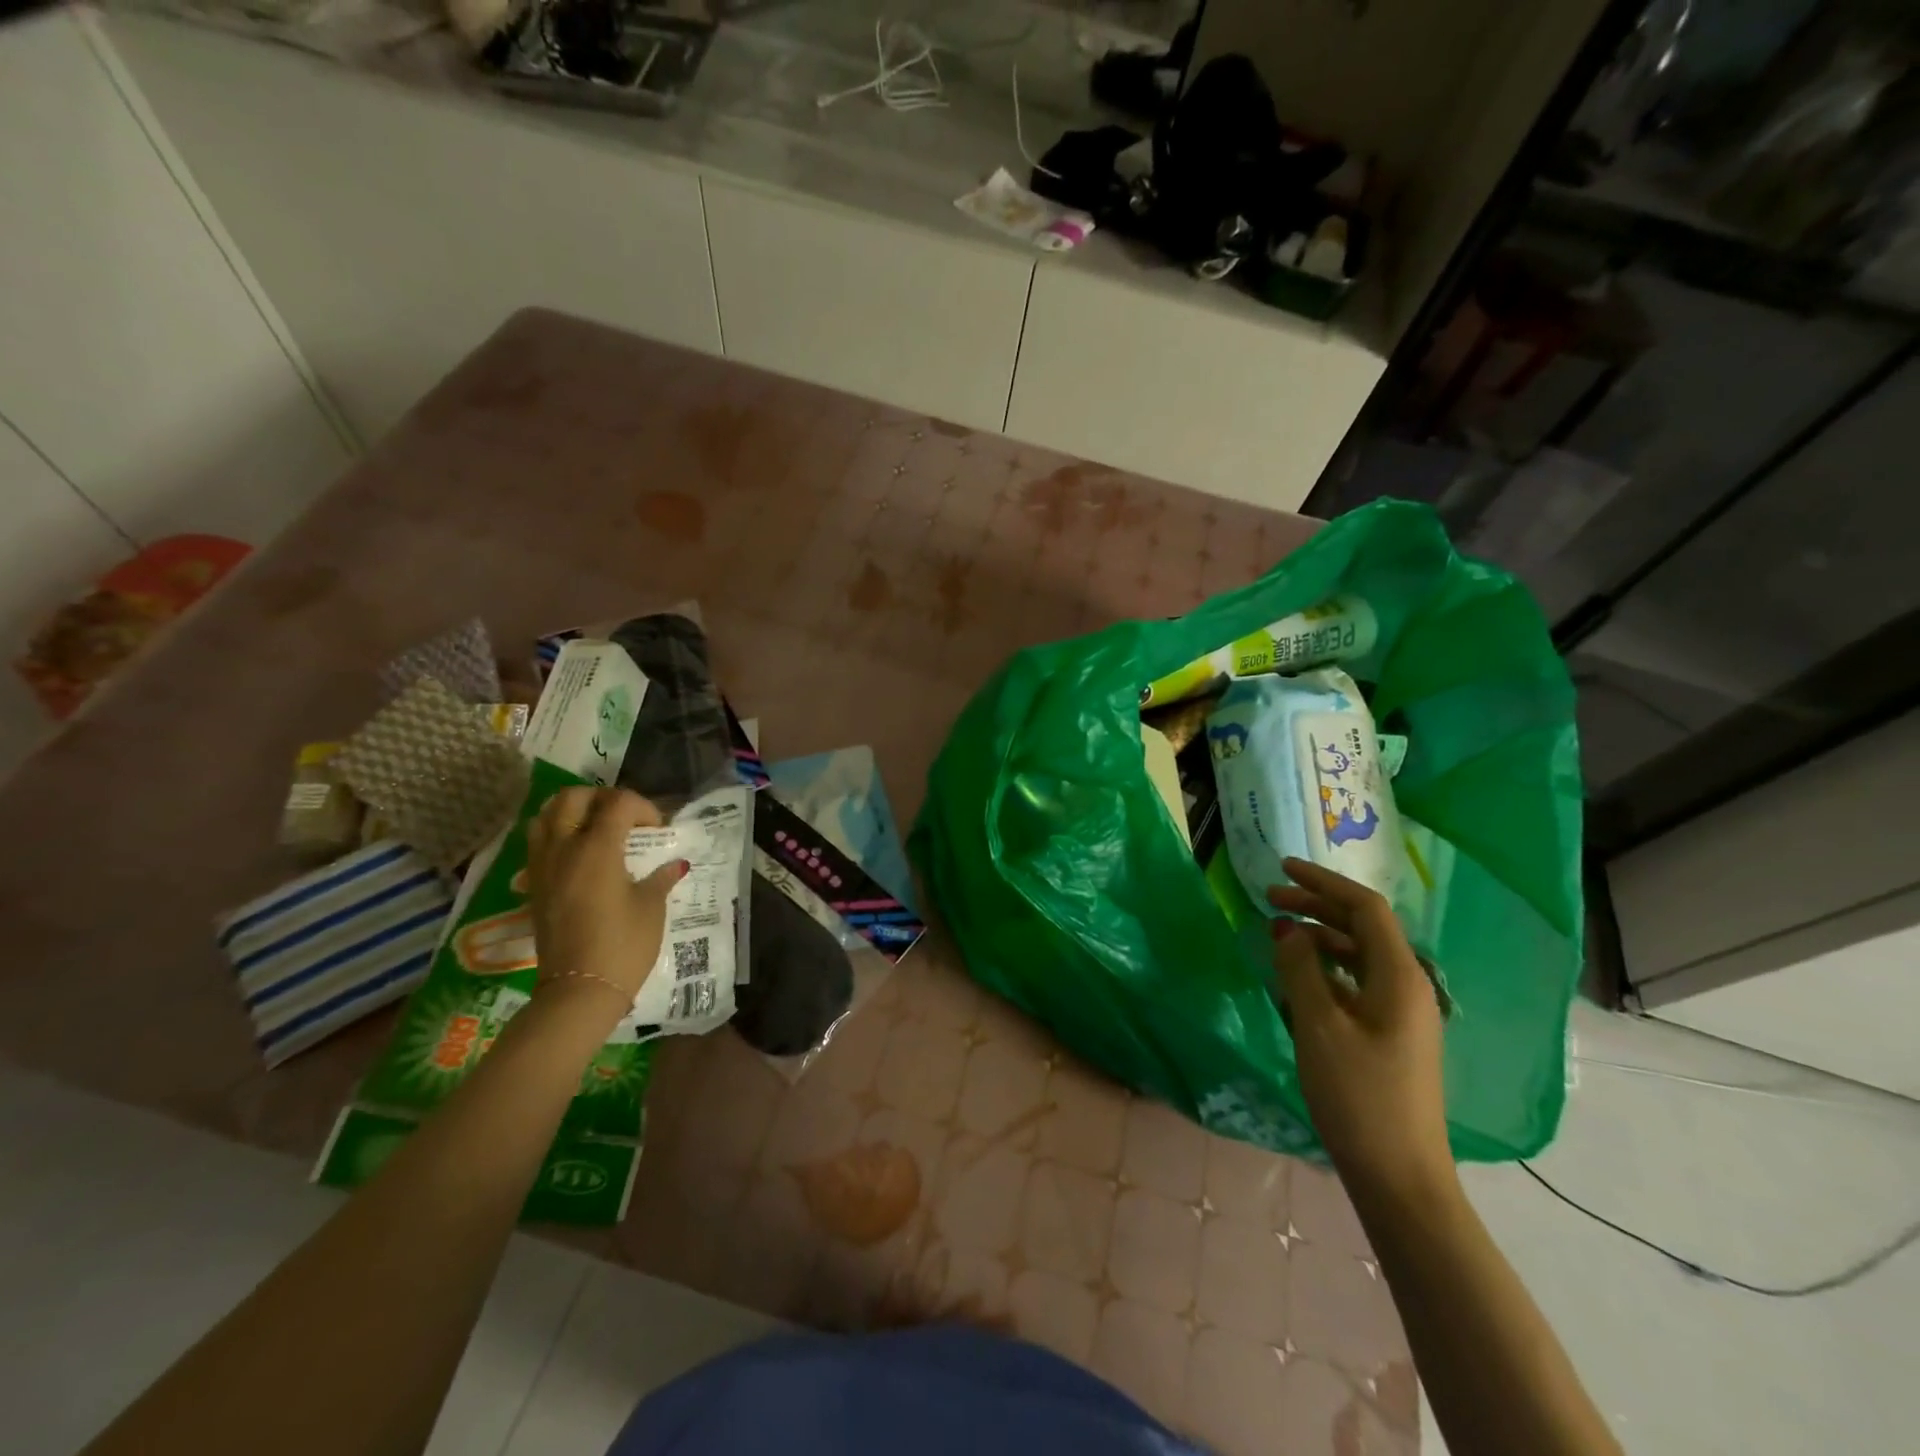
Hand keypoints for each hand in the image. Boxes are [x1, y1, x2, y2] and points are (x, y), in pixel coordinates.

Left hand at [526, 787, 685, 1022]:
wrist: (579, 991)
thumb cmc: (624, 945)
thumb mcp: (651, 907)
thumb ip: (661, 877)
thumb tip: (675, 864)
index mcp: (597, 848)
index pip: (618, 803)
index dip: (643, 808)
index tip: (657, 830)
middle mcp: (564, 848)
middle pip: (574, 797)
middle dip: (603, 798)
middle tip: (625, 818)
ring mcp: (542, 866)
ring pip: (546, 815)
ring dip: (573, 811)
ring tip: (596, 829)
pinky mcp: (533, 885)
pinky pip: (538, 842)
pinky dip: (557, 834)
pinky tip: (579, 854)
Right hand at [1267, 857, 1453, 1204]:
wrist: (1399, 1176)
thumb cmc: (1358, 1096)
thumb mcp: (1318, 1026)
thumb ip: (1300, 969)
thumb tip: (1287, 928)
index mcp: (1400, 977)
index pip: (1364, 908)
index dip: (1322, 882)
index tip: (1281, 869)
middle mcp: (1408, 986)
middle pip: (1363, 927)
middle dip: (1317, 906)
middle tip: (1269, 899)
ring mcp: (1402, 1013)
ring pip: (1359, 955)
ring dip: (1320, 937)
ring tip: (1278, 936)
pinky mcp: (1391, 1035)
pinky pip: (1358, 983)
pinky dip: (1327, 969)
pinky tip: (1298, 977)